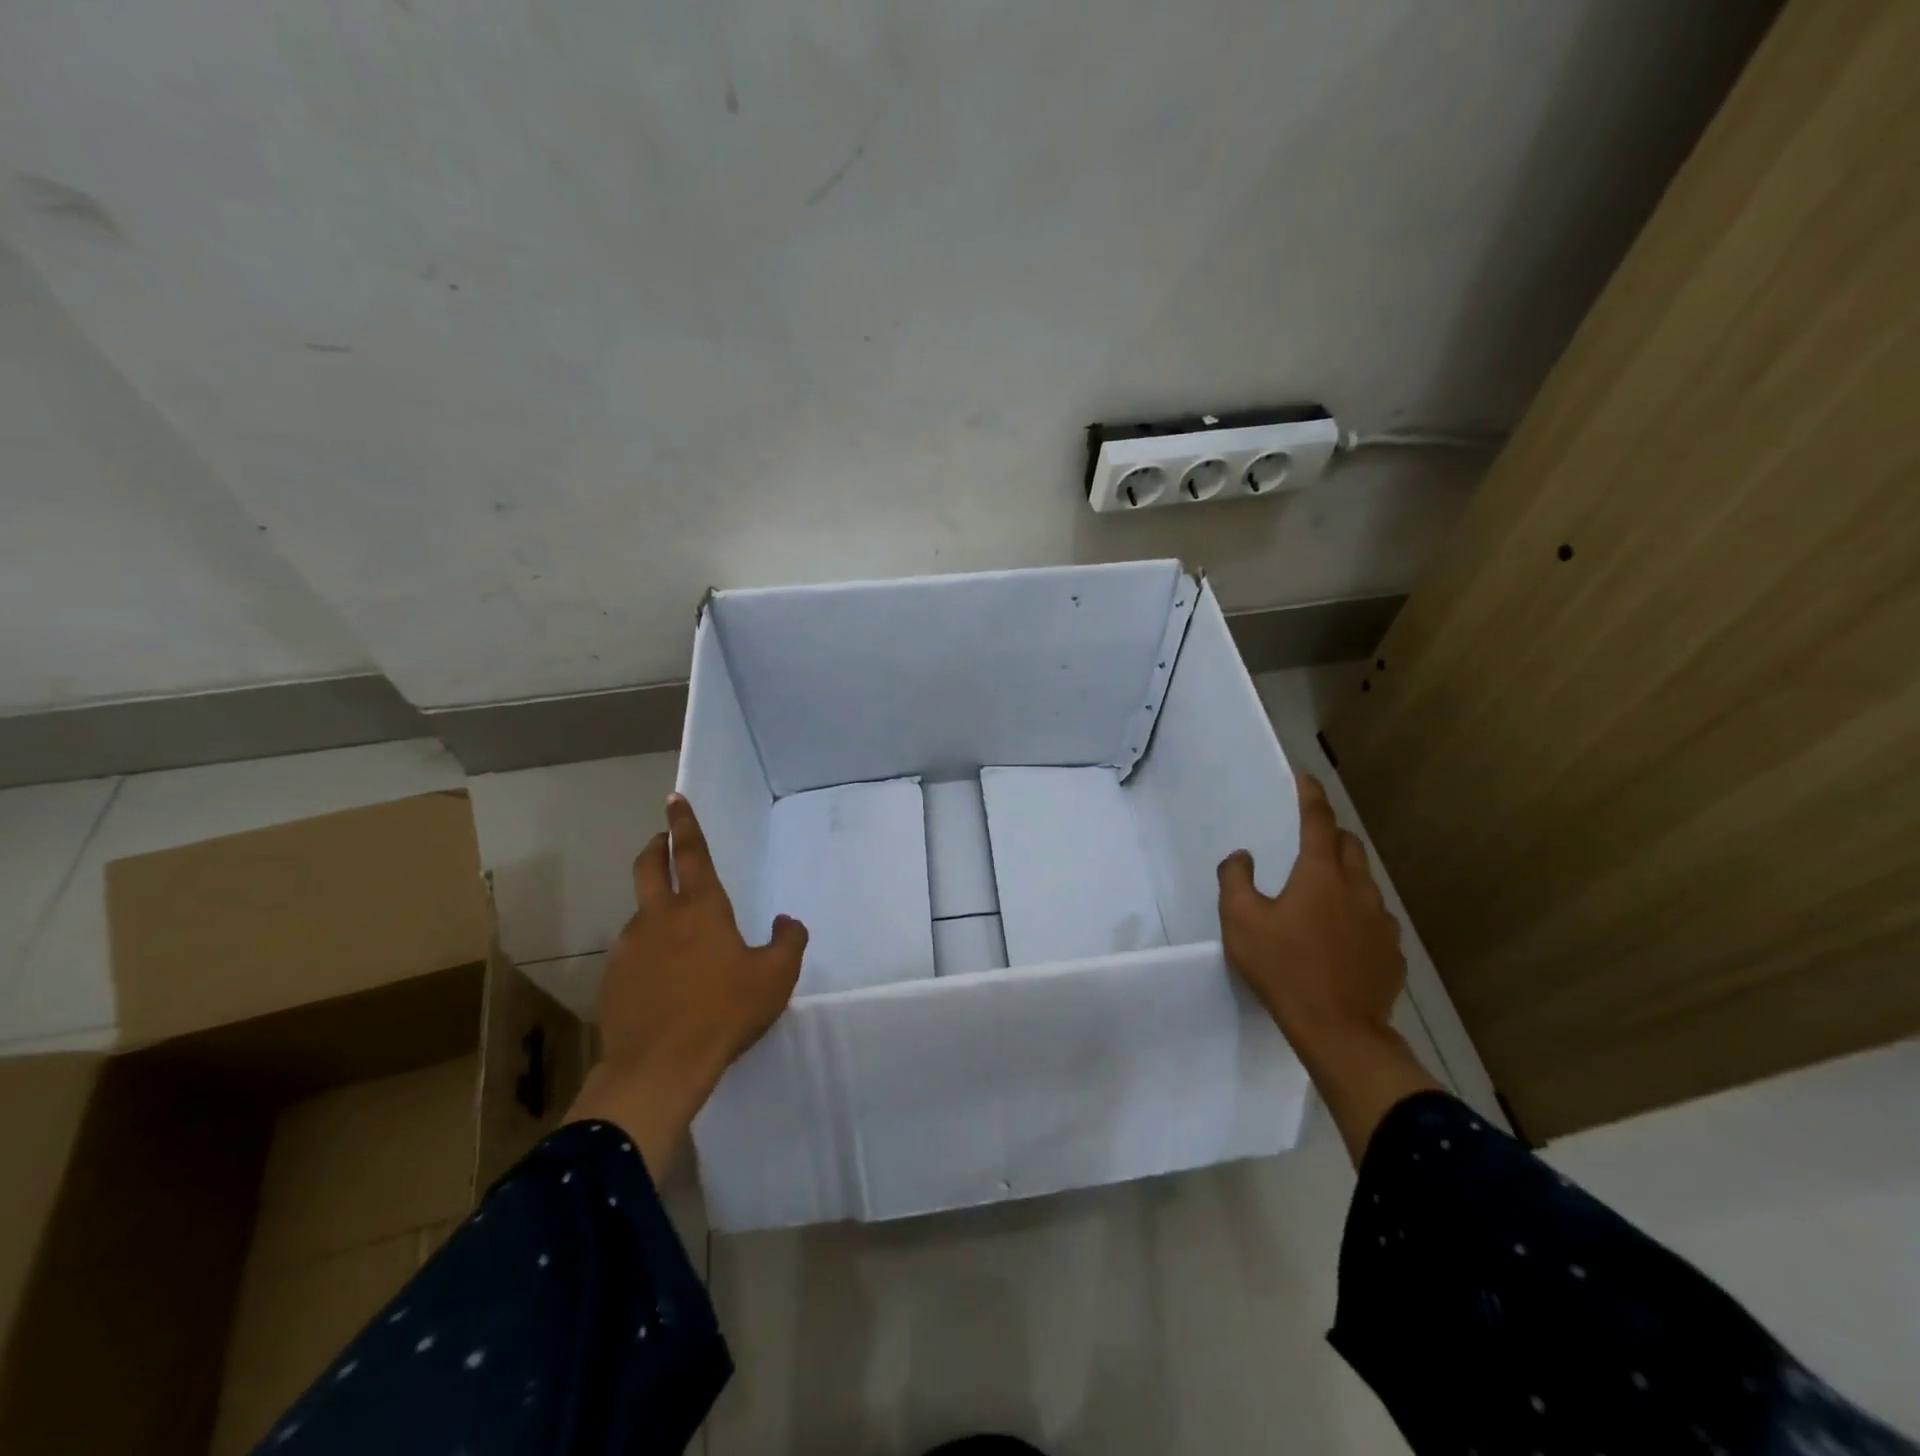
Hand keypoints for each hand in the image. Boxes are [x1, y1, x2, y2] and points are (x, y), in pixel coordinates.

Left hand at [566, 794, 808, 1176]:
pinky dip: (647, 947)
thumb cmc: (725, 1012)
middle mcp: (660, 916)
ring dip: (654, 905)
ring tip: (675, 931)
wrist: (659, 1066)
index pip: (691, 851)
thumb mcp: (776, 976)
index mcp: (701, 907)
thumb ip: (788, 940)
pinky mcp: (613, 977)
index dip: (684, 822)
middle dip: (655, 846)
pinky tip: (661, 975)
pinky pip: (632, 949)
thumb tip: (786, 921)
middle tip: (661, 839)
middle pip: (648, 866)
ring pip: (640, 911)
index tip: (674, 799)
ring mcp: (630, 946)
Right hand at [1218, 772, 1438, 1162]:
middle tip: (1308, 843)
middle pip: (1349, 845)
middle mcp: (1358, 888)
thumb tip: (1242, 857)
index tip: (1306, 779)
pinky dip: (1357, 914)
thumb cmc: (1284, 968)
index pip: (1318, 821)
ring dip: (1345, 876)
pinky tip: (1340, 938)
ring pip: (1365, 882)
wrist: (1340, 1031)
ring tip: (1322, 897)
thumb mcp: (1240, 921)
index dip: (1311, 797)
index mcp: (1320, 875)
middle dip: (1330, 835)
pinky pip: (1374, 919)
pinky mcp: (1392, 952)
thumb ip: (1235, 880)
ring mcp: (1381, 921)